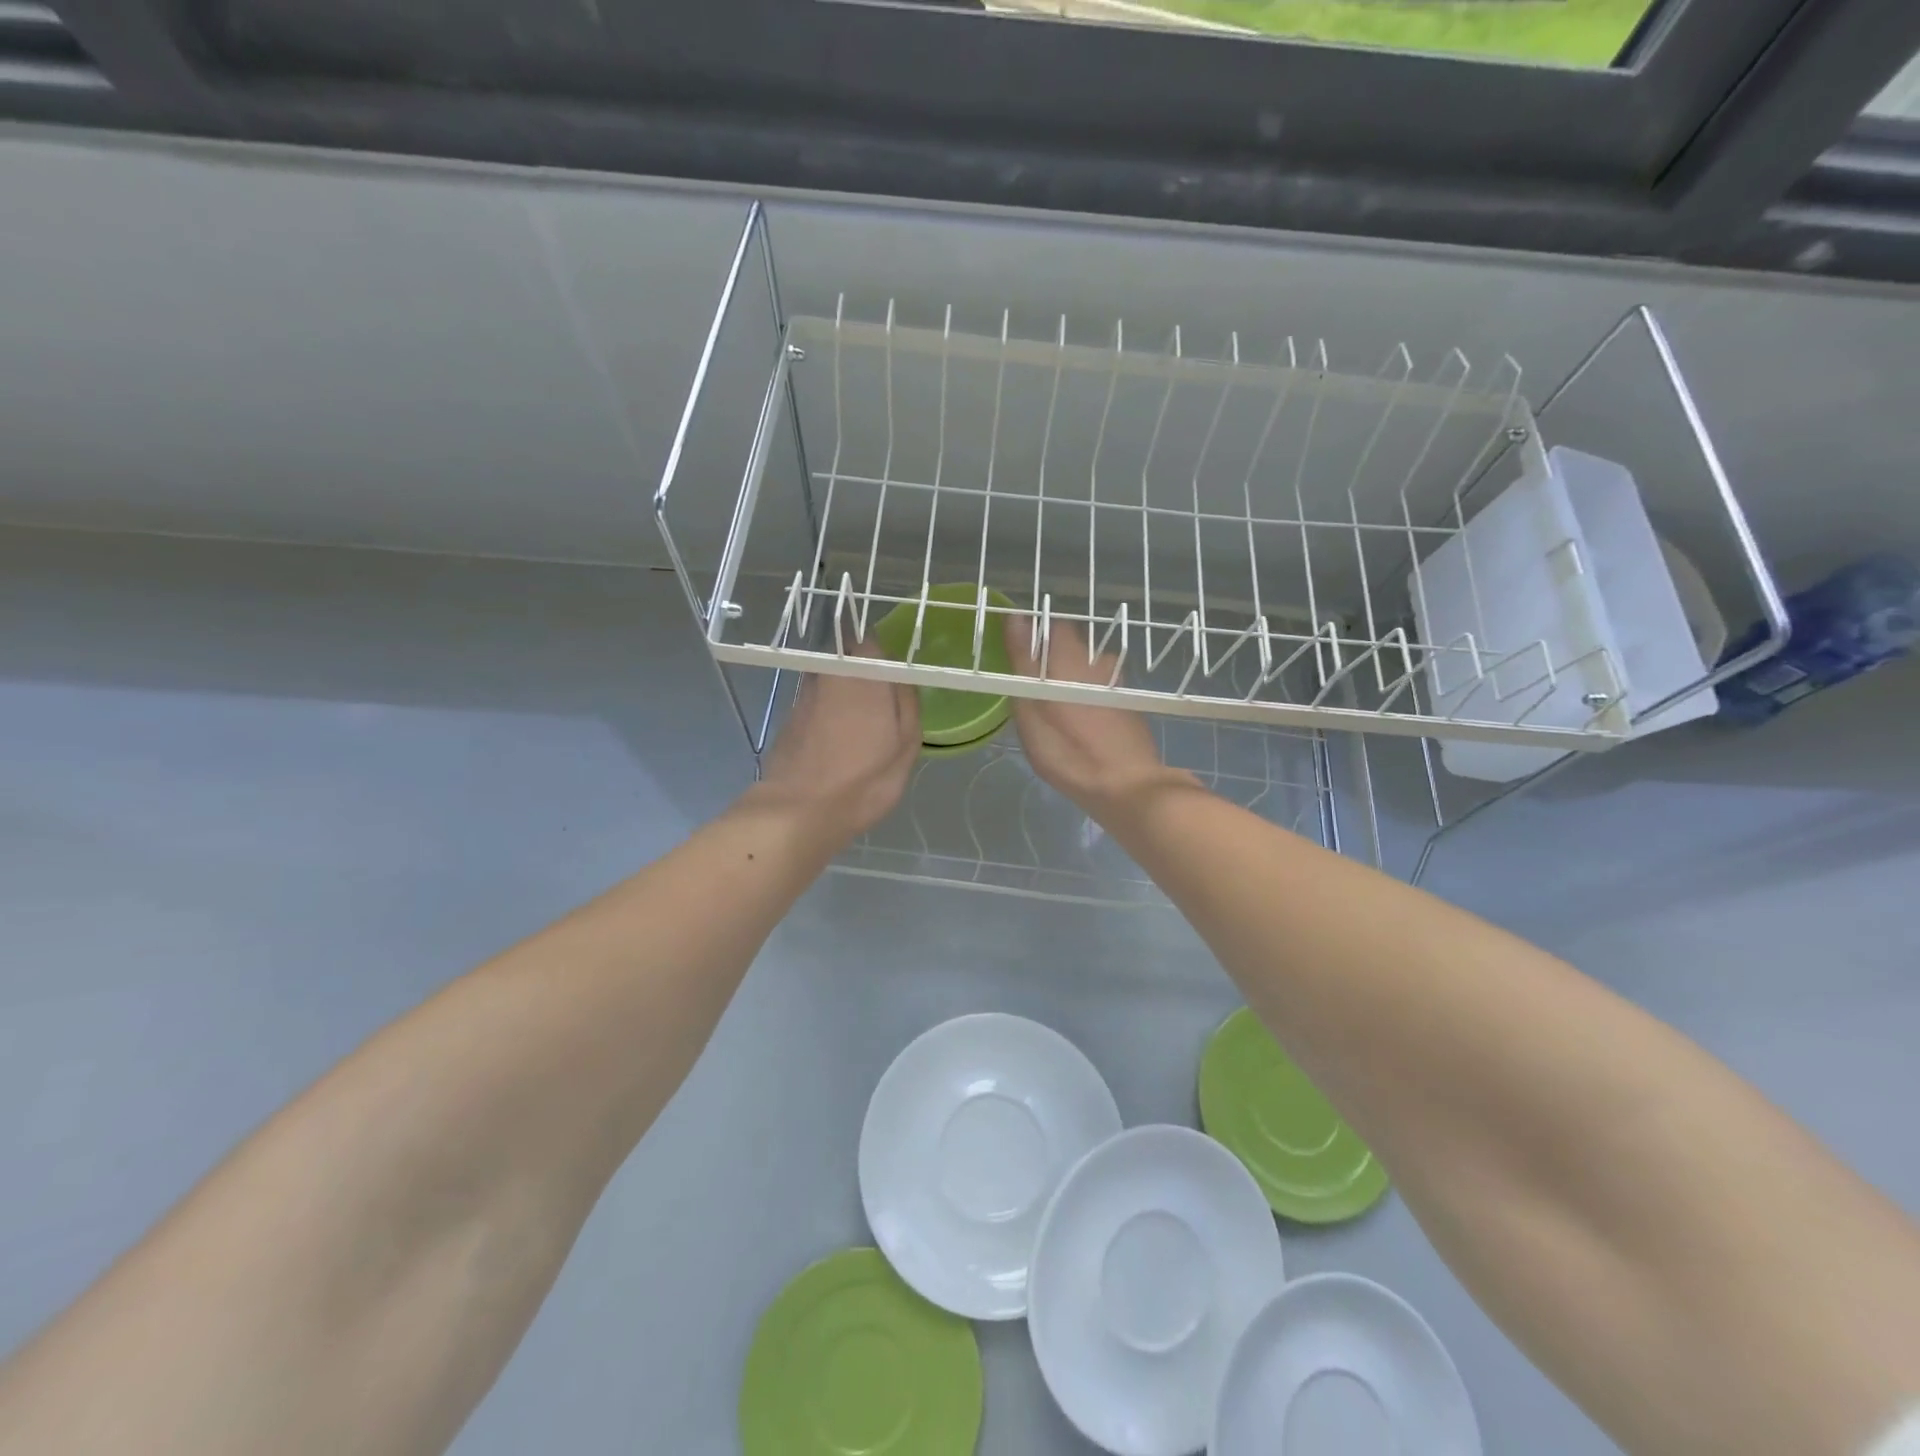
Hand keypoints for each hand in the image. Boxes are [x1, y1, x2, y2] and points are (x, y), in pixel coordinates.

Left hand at [752, 640, 919, 844]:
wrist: (798, 811)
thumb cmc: (864, 778)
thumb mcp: (906, 743)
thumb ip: (906, 699)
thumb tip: (901, 674)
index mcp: (861, 671)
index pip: (870, 637)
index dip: (882, 651)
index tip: (893, 672)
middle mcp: (827, 672)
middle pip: (847, 657)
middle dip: (863, 671)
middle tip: (881, 700)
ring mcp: (803, 694)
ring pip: (830, 681)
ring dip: (844, 693)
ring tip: (860, 724)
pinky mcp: (788, 718)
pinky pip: (816, 704)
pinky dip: (827, 714)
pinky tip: (836, 741)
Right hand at [1003, 616, 1195, 820]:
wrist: (1126, 785)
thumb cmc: (1068, 749)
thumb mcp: (1032, 706)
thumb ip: (1023, 660)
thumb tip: (1016, 617)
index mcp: (1071, 658)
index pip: (1053, 626)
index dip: (1035, 636)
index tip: (1019, 658)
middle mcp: (1099, 662)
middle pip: (1072, 647)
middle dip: (1052, 659)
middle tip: (1033, 689)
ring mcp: (1117, 684)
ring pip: (1088, 668)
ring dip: (1072, 678)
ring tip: (1056, 706)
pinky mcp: (1127, 705)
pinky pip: (1101, 689)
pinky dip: (1088, 696)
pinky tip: (1081, 722)